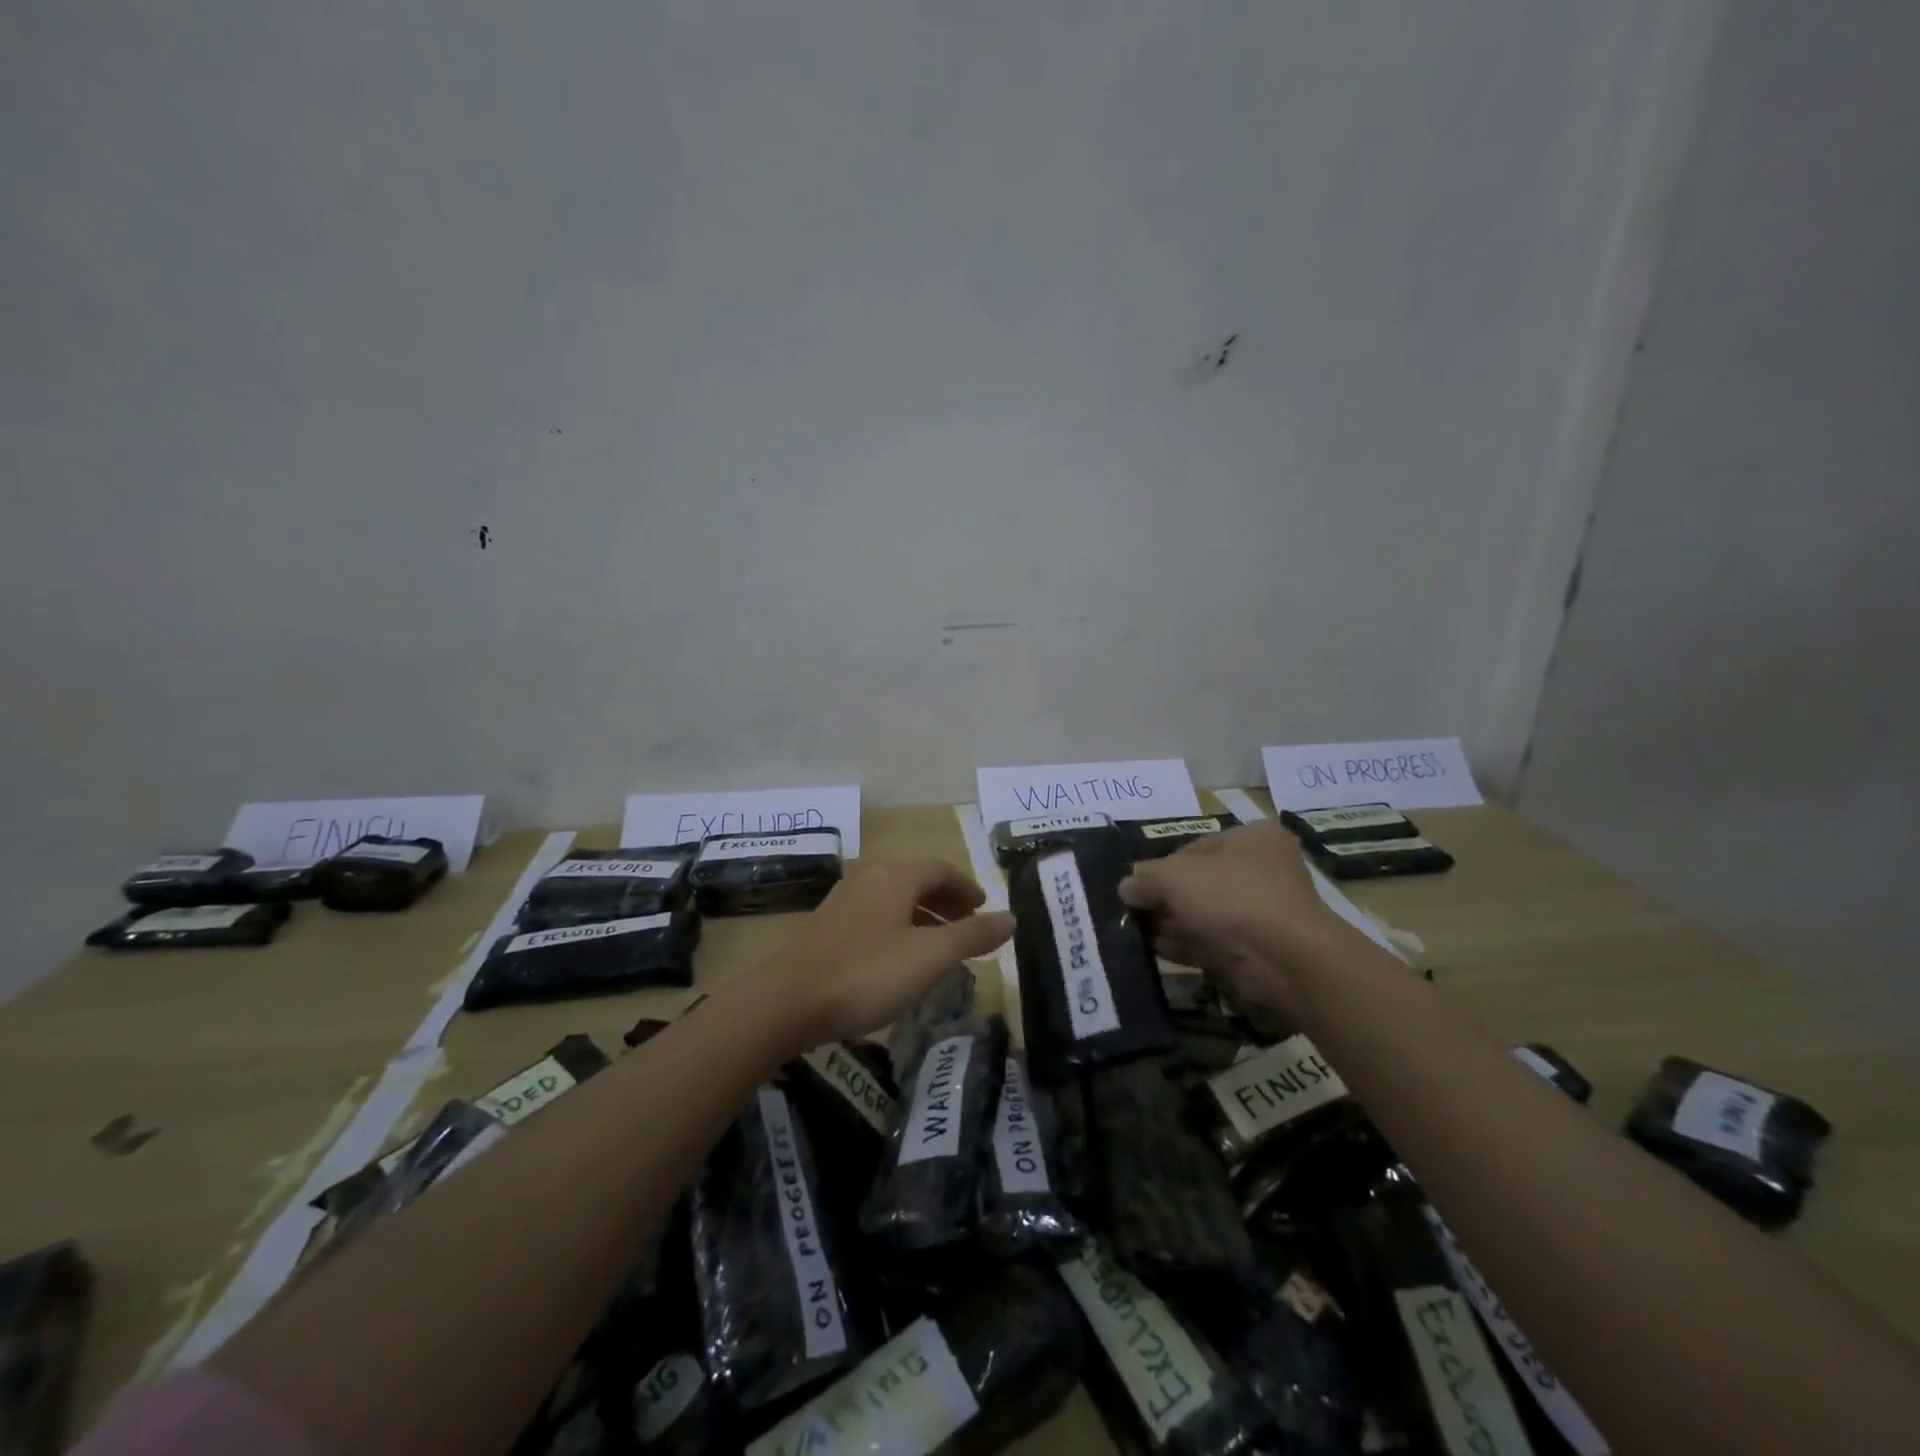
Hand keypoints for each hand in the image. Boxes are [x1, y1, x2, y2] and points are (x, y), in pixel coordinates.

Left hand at [762, 861, 1014, 1049]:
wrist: (787, 1002)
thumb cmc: (867, 973)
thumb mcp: (929, 957)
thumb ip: (972, 936)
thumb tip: (1012, 918)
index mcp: (895, 877)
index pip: (941, 870)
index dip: (967, 888)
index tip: (985, 908)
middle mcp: (868, 879)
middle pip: (917, 882)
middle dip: (947, 902)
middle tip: (969, 926)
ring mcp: (843, 902)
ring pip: (895, 901)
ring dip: (923, 917)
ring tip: (941, 947)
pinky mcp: (826, 928)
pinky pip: (875, 918)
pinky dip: (899, 929)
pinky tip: (900, 961)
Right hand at [1118, 820, 1341, 1010]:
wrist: (1285, 957)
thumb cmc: (1231, 895)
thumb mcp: (1175, 876)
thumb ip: (1145, 878)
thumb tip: (1125, 888)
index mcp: (1251, 838)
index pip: (1195, 848)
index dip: (1162, 866)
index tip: (1137, 885)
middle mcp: (1260, 871)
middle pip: (1198, 883)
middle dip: (1164, 898)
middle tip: (1131, 911)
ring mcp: (1261, 913)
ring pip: (1204, 914)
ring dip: (1170, 923)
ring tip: (1133, 932)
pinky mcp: (1256, 949)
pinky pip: (1211, 942)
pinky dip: (1183, 944)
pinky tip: (1153, 949)